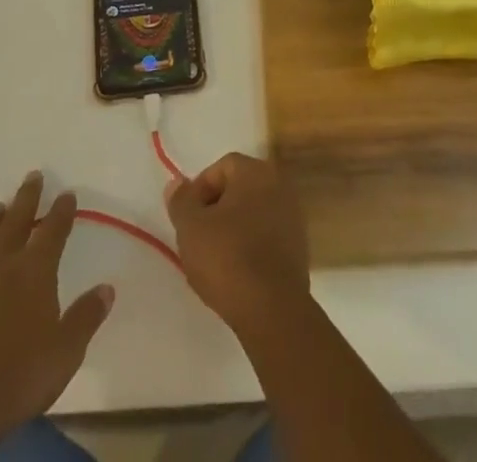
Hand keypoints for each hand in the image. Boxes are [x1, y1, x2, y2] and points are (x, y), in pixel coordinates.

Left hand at [0, 172, 114, 457]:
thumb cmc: (16, 380)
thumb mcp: (66, 352)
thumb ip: (86, 317)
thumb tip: (107, 288)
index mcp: (33, 273)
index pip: (53, 232)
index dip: (62, 211)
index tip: (67, 193)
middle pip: (15, 224)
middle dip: (26, 199)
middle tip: (31, 176)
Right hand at [165, 152, 309, 337]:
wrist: (272, 309)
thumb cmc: (227, 258)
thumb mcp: (190, 227)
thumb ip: (181, 200)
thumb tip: (177, 182)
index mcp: (256, 172)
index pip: (222, 167)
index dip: (200, 189)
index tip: (187, 218)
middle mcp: (279, 185)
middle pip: (239, 188)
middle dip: (215, 208)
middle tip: (198, 237)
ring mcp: (293, 216)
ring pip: (253, 213)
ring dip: (233, 228)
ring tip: (214, 259)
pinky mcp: (299, 247)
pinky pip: (266, 236)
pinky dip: (250, 246)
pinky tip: (237, 272)